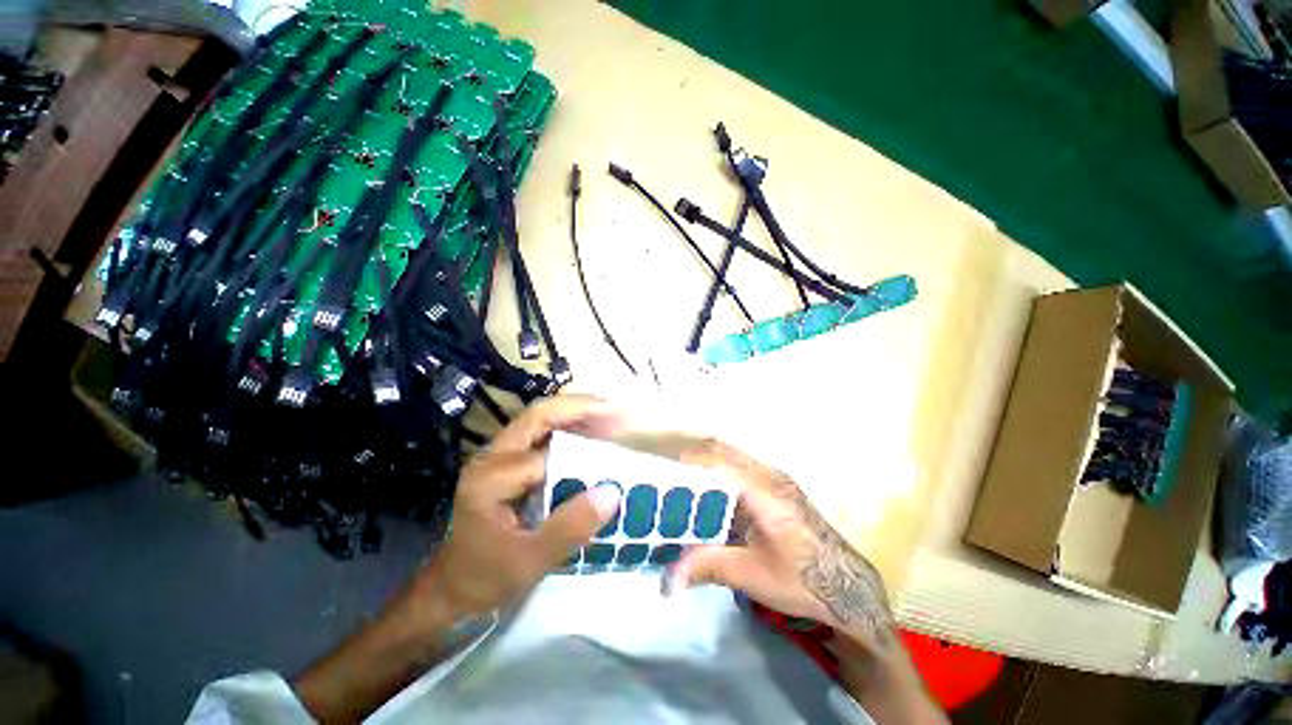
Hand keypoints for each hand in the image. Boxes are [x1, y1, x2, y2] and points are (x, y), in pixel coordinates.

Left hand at [296, 397, 624, 723]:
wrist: (451, 587)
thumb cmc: (485, 578)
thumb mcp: (529, 562)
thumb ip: (569, 529)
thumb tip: (612, 493)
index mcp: (491, 477)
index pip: (546, 453)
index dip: (585, 449)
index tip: (620, 444)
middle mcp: (493, 456)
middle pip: (540, 415)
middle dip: (581, 408)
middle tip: (618, 412)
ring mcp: (498, 455)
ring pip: (542, 419)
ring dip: (578, 414)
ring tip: (613, 418)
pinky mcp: (507, 461)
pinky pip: (543, 433)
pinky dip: (571, 428)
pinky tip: (592, 434)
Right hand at [671, 439, 895, 651]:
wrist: (846, 585)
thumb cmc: (801, 579)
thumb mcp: (750, 575)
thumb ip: (707, 567)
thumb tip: (667, 579)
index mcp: (762, 490)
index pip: (717, 461)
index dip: (687, 460)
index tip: (661, 470)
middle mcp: (768, 474)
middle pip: (722, 450)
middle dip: (691, 457)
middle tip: (666, 475)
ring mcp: (775, 477)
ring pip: (732, 455)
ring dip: (705, 461)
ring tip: (680, 481)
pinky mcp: (778, 485)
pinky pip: (741, 466)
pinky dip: (719, 470)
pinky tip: (708, 492)